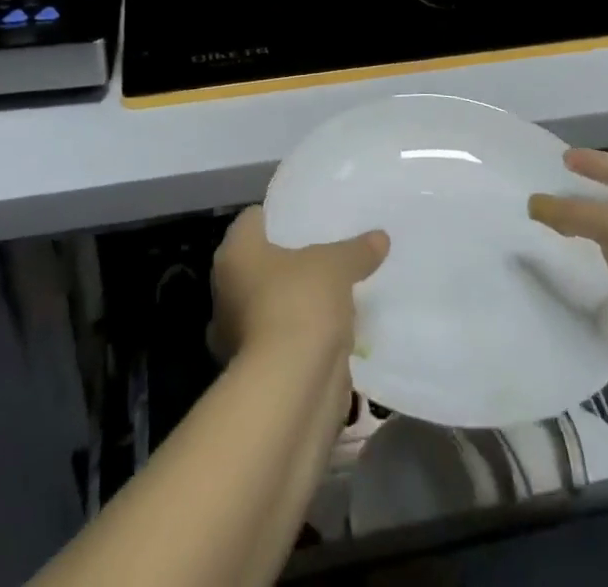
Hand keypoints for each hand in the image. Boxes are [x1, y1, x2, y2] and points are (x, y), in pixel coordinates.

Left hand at [209, 206, 388, 362]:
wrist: (289, 390)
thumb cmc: (300, 304)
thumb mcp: (337, 266)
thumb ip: (357, 249)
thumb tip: (380, 237)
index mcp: (235, 252)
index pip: (255, 219)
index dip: (282, 216)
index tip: (311, 216)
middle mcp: (226, 288)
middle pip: (262, 262)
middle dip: (292, 261)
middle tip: (329, 252)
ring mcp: (236, 333)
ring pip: (271, 303)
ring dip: (296, 302)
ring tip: (336, 291)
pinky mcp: (254, 370)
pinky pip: (281, 339)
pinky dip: (301, 337)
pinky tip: (332, 331)